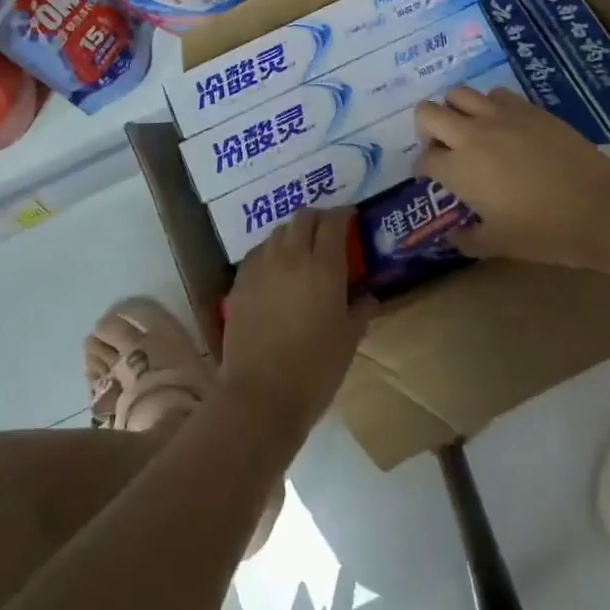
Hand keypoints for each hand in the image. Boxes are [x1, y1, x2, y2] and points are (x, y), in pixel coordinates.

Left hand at [219, 208, 367, 442]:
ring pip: (278, 232)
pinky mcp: (239, 283)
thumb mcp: (349, 340)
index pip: (334, 222)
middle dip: (318, 217)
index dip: (343, 214)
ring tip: (301, 248)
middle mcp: (292, 257)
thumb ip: (360, 311)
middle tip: (328, 230)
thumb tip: (369, 297)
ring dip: (293, 233)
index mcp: (325, 267)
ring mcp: (261, 268)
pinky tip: (275, 268)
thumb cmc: (315, 369)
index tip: (351, 218)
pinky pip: (257, 253)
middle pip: (303, 218)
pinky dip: (270, 251)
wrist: (261, 394)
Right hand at [414, 87, 609, 269]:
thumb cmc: (544, 232)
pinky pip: (496, 95)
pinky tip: (504, 126)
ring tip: (471, 132)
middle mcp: (472, 135)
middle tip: (443, 150)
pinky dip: (490, 106)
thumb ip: (467, 240)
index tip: (432, 179)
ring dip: (456, 111)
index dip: (423, 170)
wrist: (600, 208)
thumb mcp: (498, 245)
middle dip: (427, 130)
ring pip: (459, 94)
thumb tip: (452, 236)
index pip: (424, 159)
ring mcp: (502, 116)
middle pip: (428, 113)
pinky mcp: (529, 108)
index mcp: (459, 169)